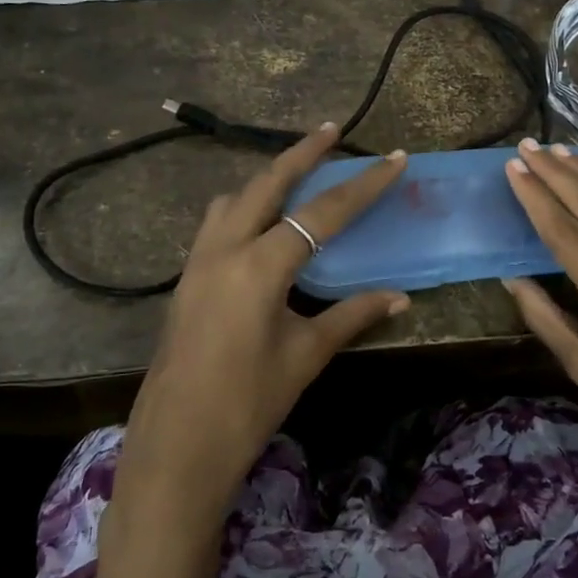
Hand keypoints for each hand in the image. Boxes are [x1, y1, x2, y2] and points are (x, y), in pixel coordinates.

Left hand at [115, 124, 409, 529]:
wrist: (177, 447)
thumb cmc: (247, 402)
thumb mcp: (305, 355)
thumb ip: (352, 316)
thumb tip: (400, 299)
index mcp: (260, 265)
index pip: (323, 212)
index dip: (364, 185)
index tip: (394, 159)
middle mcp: (225, 249)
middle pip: (266, 183)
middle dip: (301, 153)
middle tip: (331, 130)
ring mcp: (198, 261)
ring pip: (234, 198)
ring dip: (266, 179)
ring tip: (296, 176)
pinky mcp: (186, 279)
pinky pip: (216, 223)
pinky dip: (243, 208)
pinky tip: (260, 227)